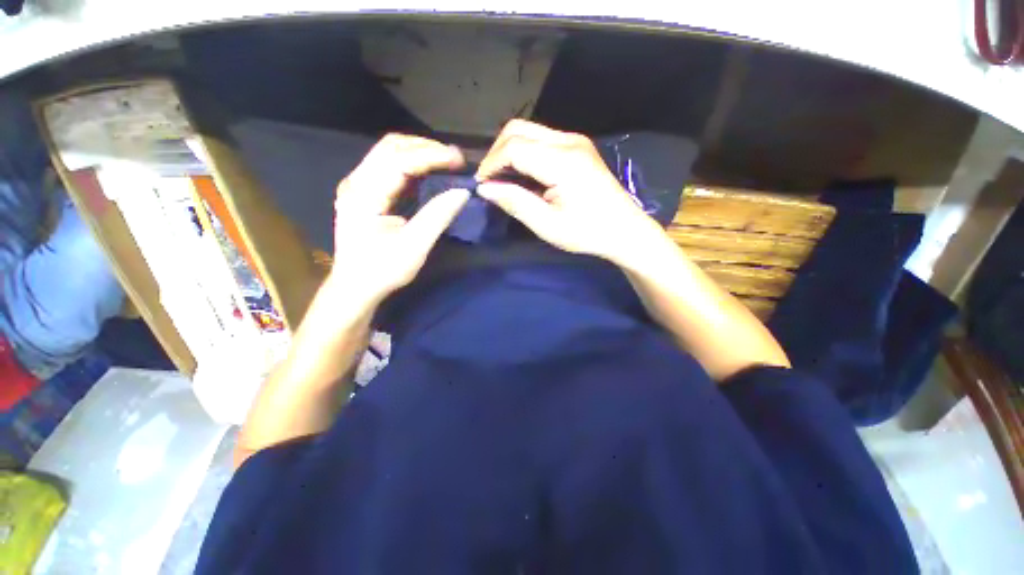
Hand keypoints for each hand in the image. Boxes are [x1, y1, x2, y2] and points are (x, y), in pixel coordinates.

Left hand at [327, 134, 468, 302]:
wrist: (355, 287)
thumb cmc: (382, 271)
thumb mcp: (414, 248)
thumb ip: (437, 217)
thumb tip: (462, 192)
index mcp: (364, 195)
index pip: (399, 160)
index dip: (431, 155)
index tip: (459, 160)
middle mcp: (356, 182)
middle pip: (391, 147)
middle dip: (426, 148)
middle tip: (455, 160)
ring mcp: (358, 184)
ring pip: (389, 152)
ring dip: (420, 153)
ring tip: (446, 163)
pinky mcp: (364, 191)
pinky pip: (389, 165)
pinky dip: (412, 164)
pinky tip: (429, 173)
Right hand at [475, 120, 670, 266]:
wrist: (624, 230)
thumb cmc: (587, 233)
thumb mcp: (547, 225)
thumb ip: (515, 202)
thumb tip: (484, 188)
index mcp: (562, 161)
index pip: (514, 148)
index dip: (491, 164)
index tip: (481, 185)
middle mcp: (568, 141)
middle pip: (518, 130)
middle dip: (497, 153)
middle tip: (490, 181)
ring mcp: (575, 141)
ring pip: (529, 131)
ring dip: (510, 151)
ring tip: (503, 179)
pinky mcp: (577, 147)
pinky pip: (541, 140)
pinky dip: (525, 153)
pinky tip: (523, 174)